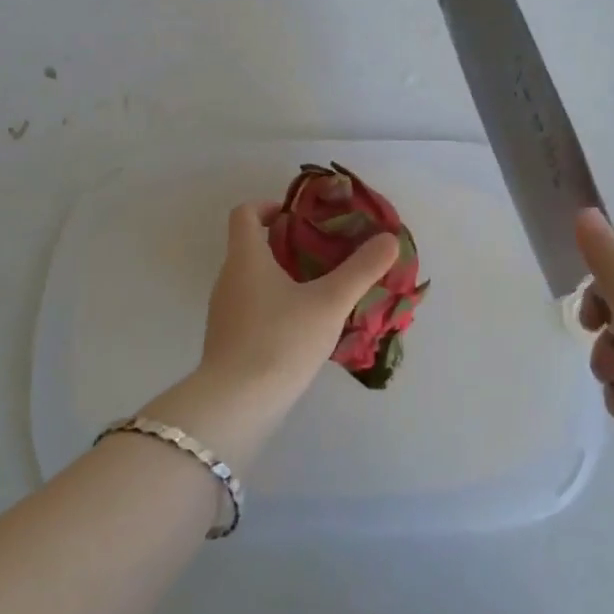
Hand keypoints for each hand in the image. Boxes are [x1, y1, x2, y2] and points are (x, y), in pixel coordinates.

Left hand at [199, 200, 399, 405]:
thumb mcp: (329, 302)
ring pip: (252, 280)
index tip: (297, 216)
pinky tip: (304, 328)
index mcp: (245, 258)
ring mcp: (224, 313)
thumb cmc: (280, 340)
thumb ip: (361, 269)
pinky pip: (252, 310)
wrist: (235, 407)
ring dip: (281, 277)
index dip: (268, 206)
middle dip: (285, 244)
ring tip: (320, 291)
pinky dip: (274, 307)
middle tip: (323, 252)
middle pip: (250, 246)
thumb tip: (389, 239)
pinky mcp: (227, 342)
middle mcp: (228, 279)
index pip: (244, 213)